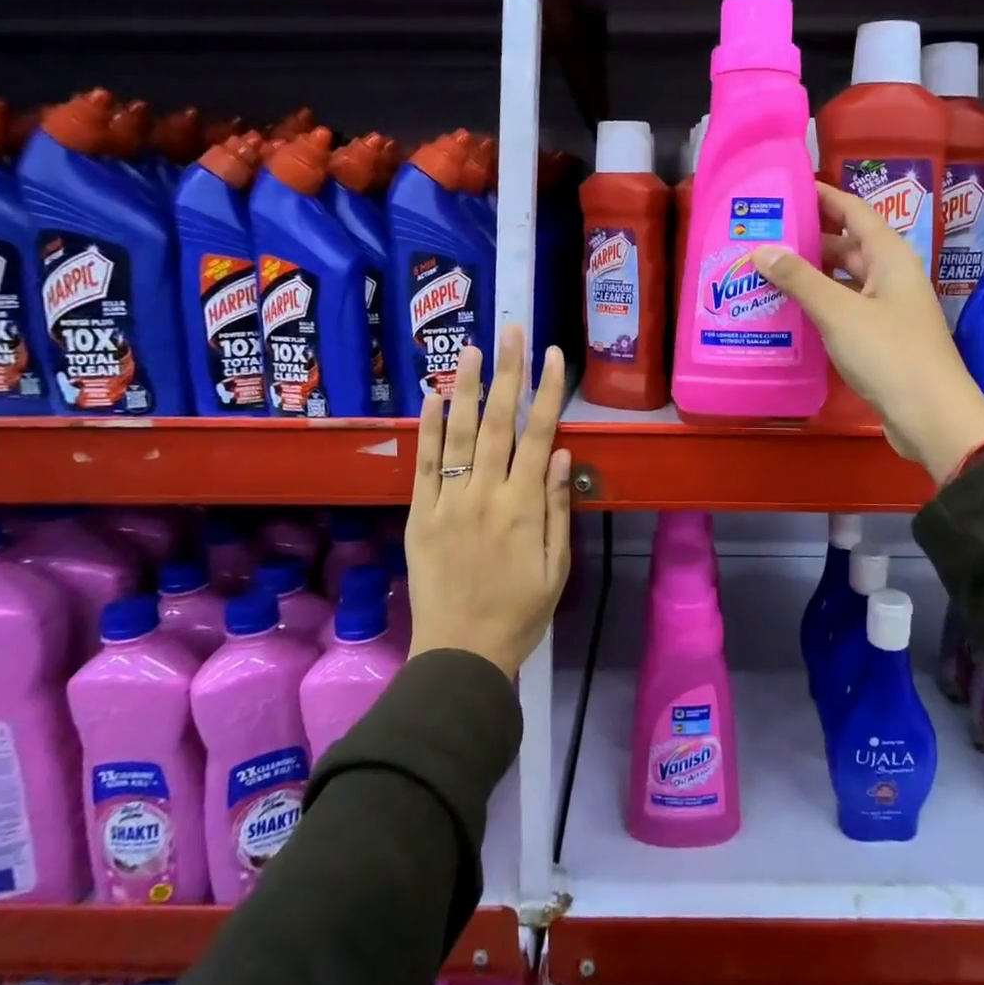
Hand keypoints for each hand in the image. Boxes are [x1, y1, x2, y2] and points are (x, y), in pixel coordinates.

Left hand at [406, 326, 572, 676]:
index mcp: (524, 507)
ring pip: (458, 435)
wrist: (460, 654)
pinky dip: (428, 429)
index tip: (554, 355)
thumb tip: (563, 454)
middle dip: (508, 373)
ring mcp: (449, 502)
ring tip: (471, 349)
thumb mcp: (556, 567)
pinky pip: (424, 465)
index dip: (548, 392)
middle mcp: (486, 494)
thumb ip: (558, 508)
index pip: (540, 435)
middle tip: (510, 331)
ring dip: (467, 388)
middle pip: (499, 423)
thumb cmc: (520, 612)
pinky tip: (433, 398)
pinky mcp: (420, 515)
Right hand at [752, 182, 983, 484]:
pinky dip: (816, 305)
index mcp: (888, 256)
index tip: (784, 189)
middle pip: (843, 245)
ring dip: (807, 276)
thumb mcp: (839, 312)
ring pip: (841, 280)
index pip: (852, 210)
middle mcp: (889, 275)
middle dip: (805, 239)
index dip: (821, 195)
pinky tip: (785, 312)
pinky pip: (842, 309)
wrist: (930, 416)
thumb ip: (799, 279)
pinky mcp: (878, 338)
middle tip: (760, 237)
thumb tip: (762, 249)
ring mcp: (885, 308)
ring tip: (763, 273)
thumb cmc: (889, 354)